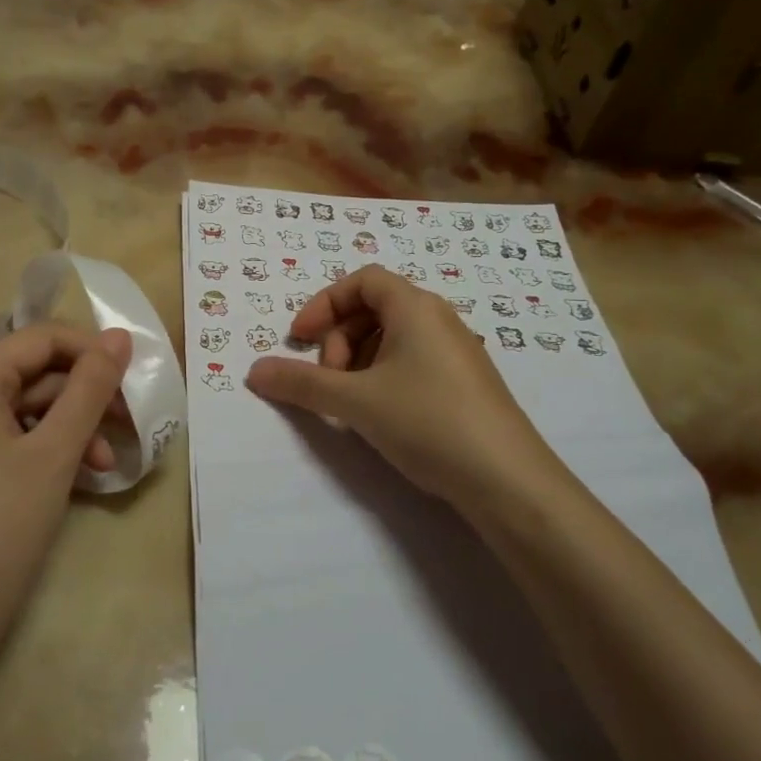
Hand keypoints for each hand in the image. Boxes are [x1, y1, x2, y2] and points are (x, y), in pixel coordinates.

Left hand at [0, 323, 131, 688]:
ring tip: (103, 465)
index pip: (40, 338)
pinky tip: (74, 476)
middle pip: (32, 373)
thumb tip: (120, 336)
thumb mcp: (54, 454)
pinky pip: (5, 437)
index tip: (134, 379)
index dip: (92, 351)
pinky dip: (42, 449)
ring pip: (22, 408)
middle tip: (128, 426)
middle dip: (83, 398)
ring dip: (69, 428)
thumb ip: (90, 389)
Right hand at [246, 266, 574, 518]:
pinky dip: (384, 377)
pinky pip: (413, 362)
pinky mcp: (465, 383)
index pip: (362, 281)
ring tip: (352, 403)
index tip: (300, 338)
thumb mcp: (354, 401)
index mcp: (415, 307)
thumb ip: (300, 383)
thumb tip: (254, 371)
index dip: (324, 303)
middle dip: (340, 338)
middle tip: (330, 380)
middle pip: (375, 308)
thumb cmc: (426, 421)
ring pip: (393, 338)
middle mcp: (439, 319)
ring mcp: (456, 352)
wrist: (506, 479)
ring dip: (359, 361)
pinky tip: (382, 416)